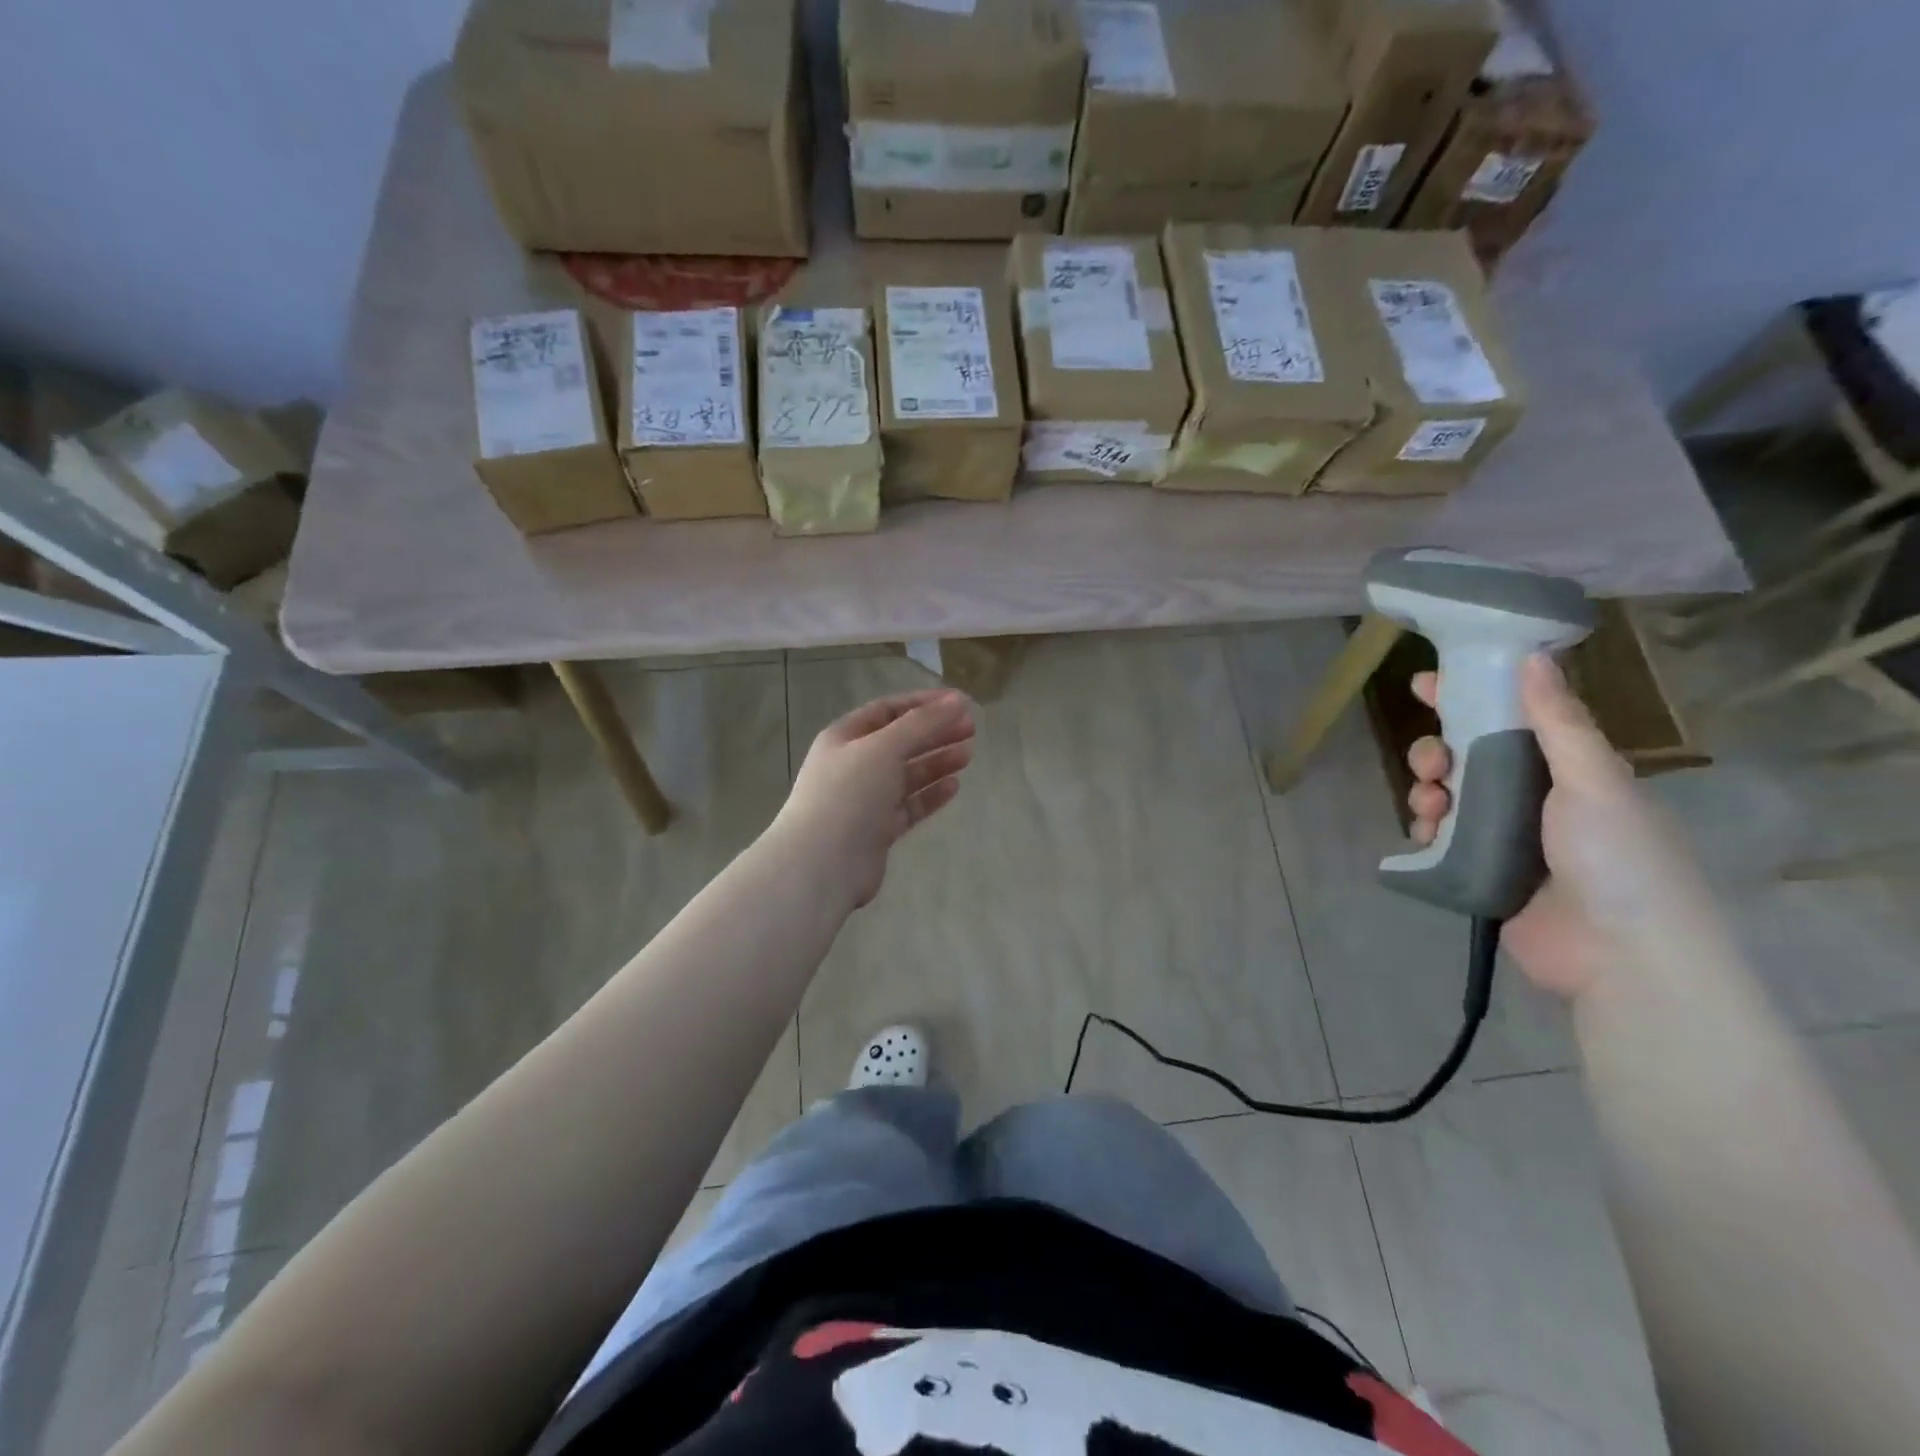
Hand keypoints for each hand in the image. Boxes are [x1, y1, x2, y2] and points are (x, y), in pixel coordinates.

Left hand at [773, 689, 976, 910]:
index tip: (959, 703)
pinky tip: (954, 786)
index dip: (923, 704)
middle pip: (900, 742)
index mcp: (845, 737)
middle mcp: (853, 765)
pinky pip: (908, 806)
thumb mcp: (884, 748)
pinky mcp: (877, 830)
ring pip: (906, 775)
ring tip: (968, 754)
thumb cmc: (848, 794)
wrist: (821, 863)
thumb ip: (922, 724)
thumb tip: (956, 701)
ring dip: (936, 762)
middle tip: (971, 729)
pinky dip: (930, 795)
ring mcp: (865, 800)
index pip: (888, 711)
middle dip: (934, 733)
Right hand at [1406, 654, 1709, 1001]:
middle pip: (1469, 757)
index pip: (1512, 720)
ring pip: (1447, 796)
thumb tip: (1534, 654)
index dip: (1470, 697)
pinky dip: (1425, 830)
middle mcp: (1534, 799)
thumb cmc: (1616, 857)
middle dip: (1439, 750)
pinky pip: (1439, 839)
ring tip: (1429, 805)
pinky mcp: (1479, 872)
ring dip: (1427, 790)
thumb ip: (1558, 721)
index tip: (1426, 684)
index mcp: (1569, 771)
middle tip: (1432, 762)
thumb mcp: (1593, 781)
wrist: (1619, 957)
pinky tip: (1424, 834)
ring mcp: (1505, 838)